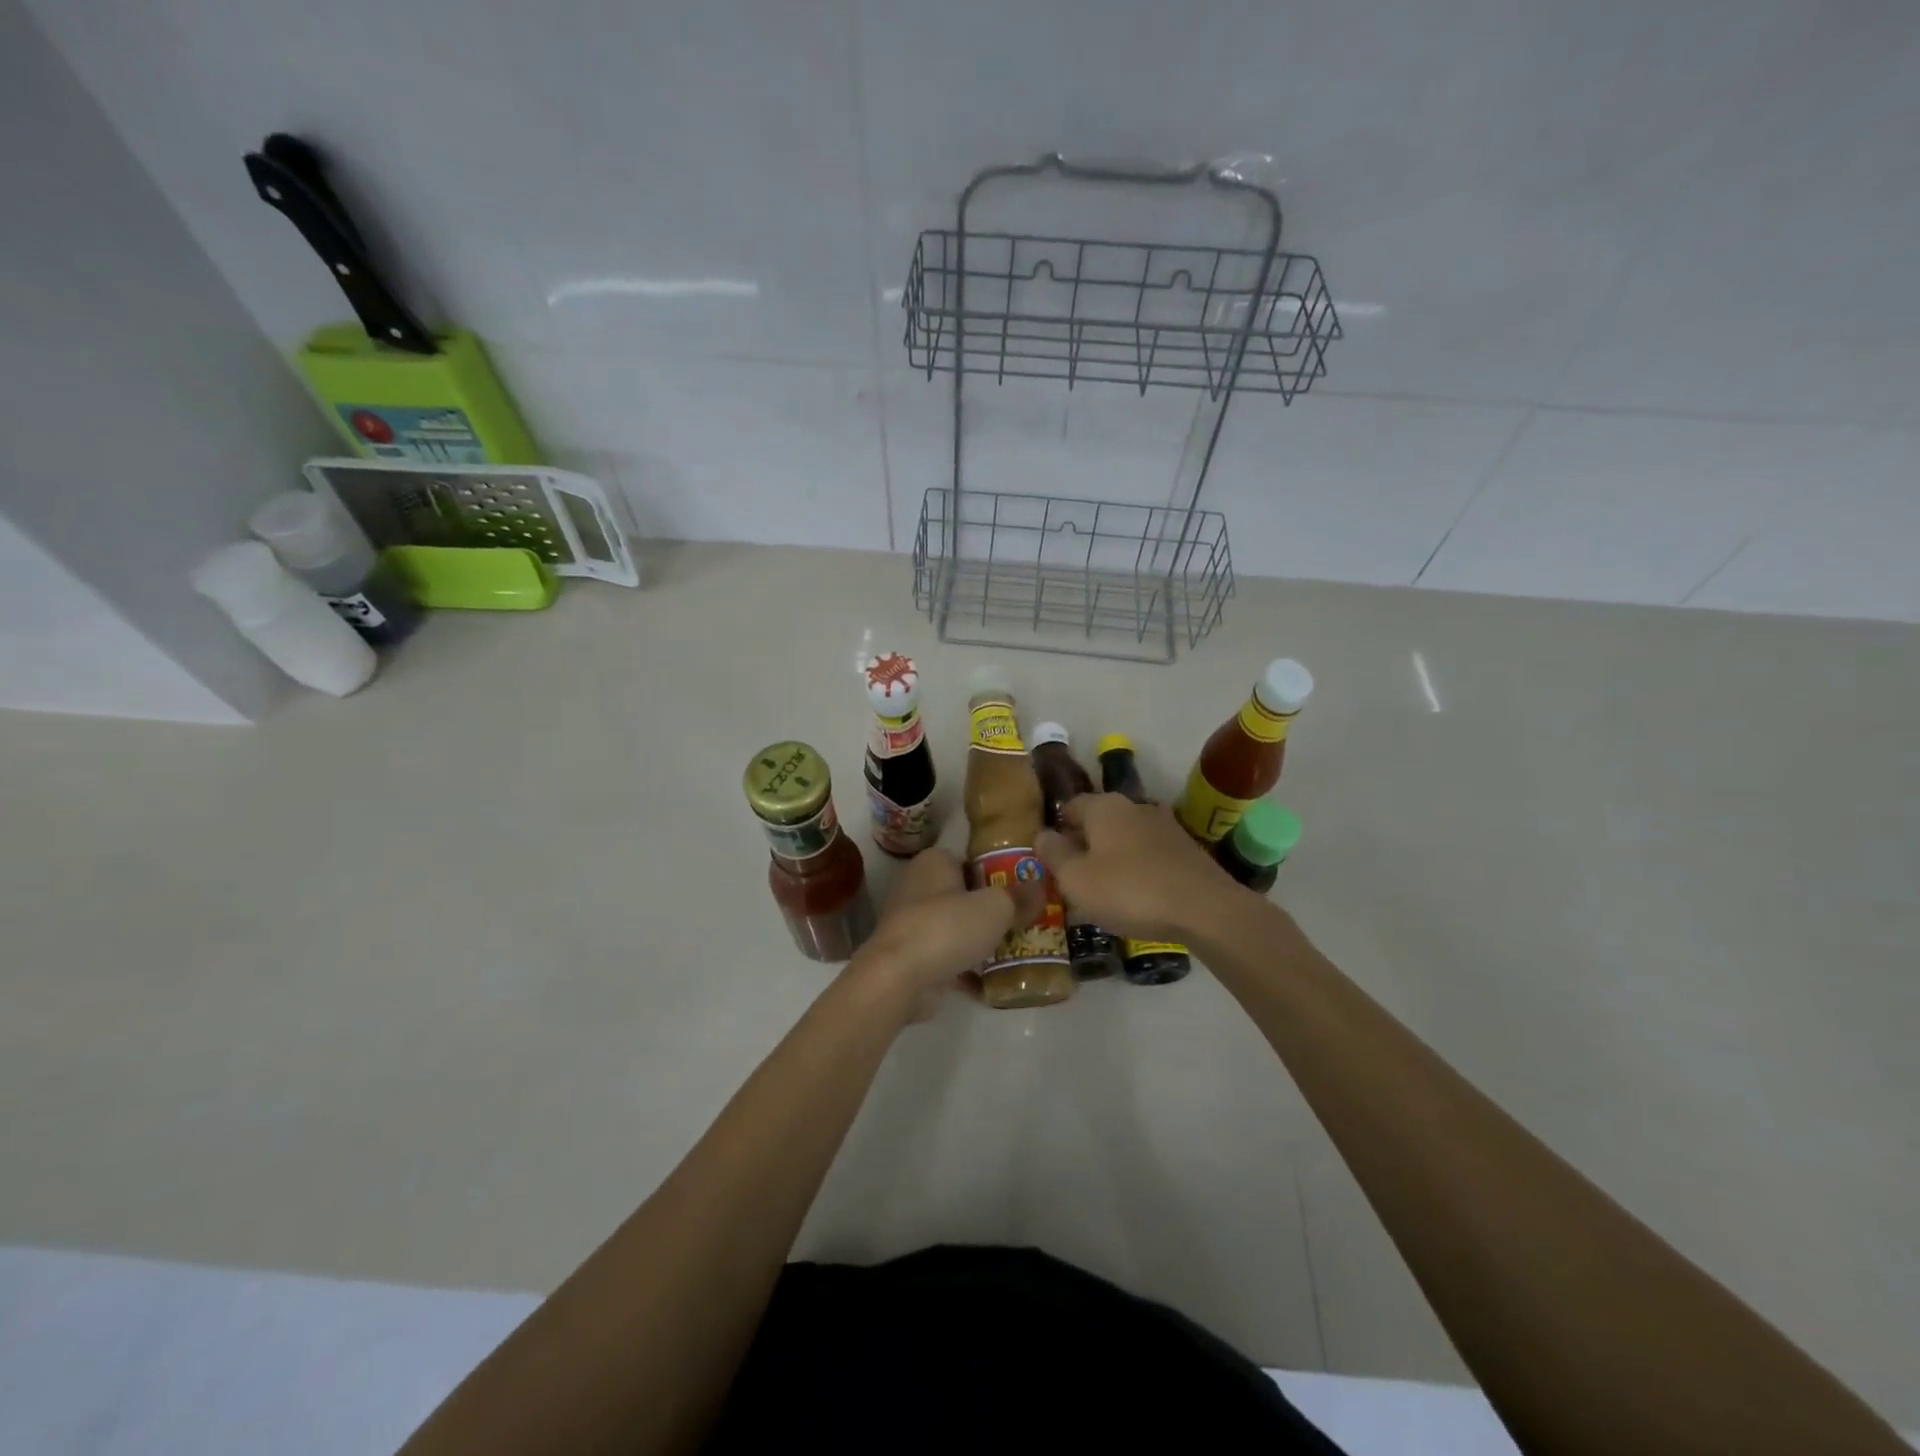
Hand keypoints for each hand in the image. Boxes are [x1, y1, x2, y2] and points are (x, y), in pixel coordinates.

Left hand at [849, 847, 1041, 1021]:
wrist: (897, 978)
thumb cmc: (946, 927)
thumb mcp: (996, 908)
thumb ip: (1020, 897)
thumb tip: (1041, 886)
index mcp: (933, 862)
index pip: (971, 860)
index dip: (998, 874)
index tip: (1023, 892)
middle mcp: (918, 886)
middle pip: (965, 894)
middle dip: (991, 910)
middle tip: (1025, 922)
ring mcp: (911, 923)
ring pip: (956, 926)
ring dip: (980, 939)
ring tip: (1016, 950)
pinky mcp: (910, 955)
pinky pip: (947, 955)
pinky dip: (966, 965)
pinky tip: (994, 978)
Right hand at [1037, 793, 1230, 943]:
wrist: (1205, 909)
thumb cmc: (1129, 890)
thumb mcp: (1076, 879)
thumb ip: (1054, 854)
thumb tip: (1042, 835)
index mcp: (1104, 806)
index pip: (1070, 806)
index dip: (1057, 830)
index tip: (1051, 858)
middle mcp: (1134, 806)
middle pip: (1099, 821)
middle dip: (1084, 844)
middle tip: (1073, 877)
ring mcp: (1164, 825)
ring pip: (1125, 837)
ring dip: (1112, 857)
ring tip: (1104, 890)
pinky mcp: (1186, 849)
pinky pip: (1149, 854)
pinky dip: (1138, 869)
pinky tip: (1137, 896)